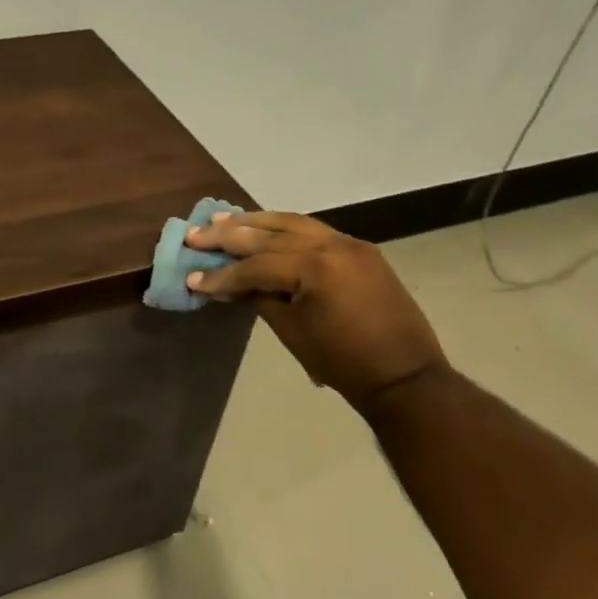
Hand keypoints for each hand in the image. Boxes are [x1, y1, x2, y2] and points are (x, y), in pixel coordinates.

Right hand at [185, 211, 446, 412]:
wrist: (405, 376)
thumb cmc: (343, 361)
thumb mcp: (291, 330)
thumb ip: (257, 297)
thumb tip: (226, 285)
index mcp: (316, 267)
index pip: (256, 265)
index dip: (222, 274)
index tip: (192, 278)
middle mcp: (333, 244)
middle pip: (270, 234)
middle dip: (230, 235)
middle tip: (196, 235)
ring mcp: (350, 243)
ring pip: (293, 223)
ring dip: (256, 223)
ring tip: (223, 222)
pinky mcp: (360, 250)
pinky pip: (314, 230)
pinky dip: (284, 229)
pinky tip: (262, 230)